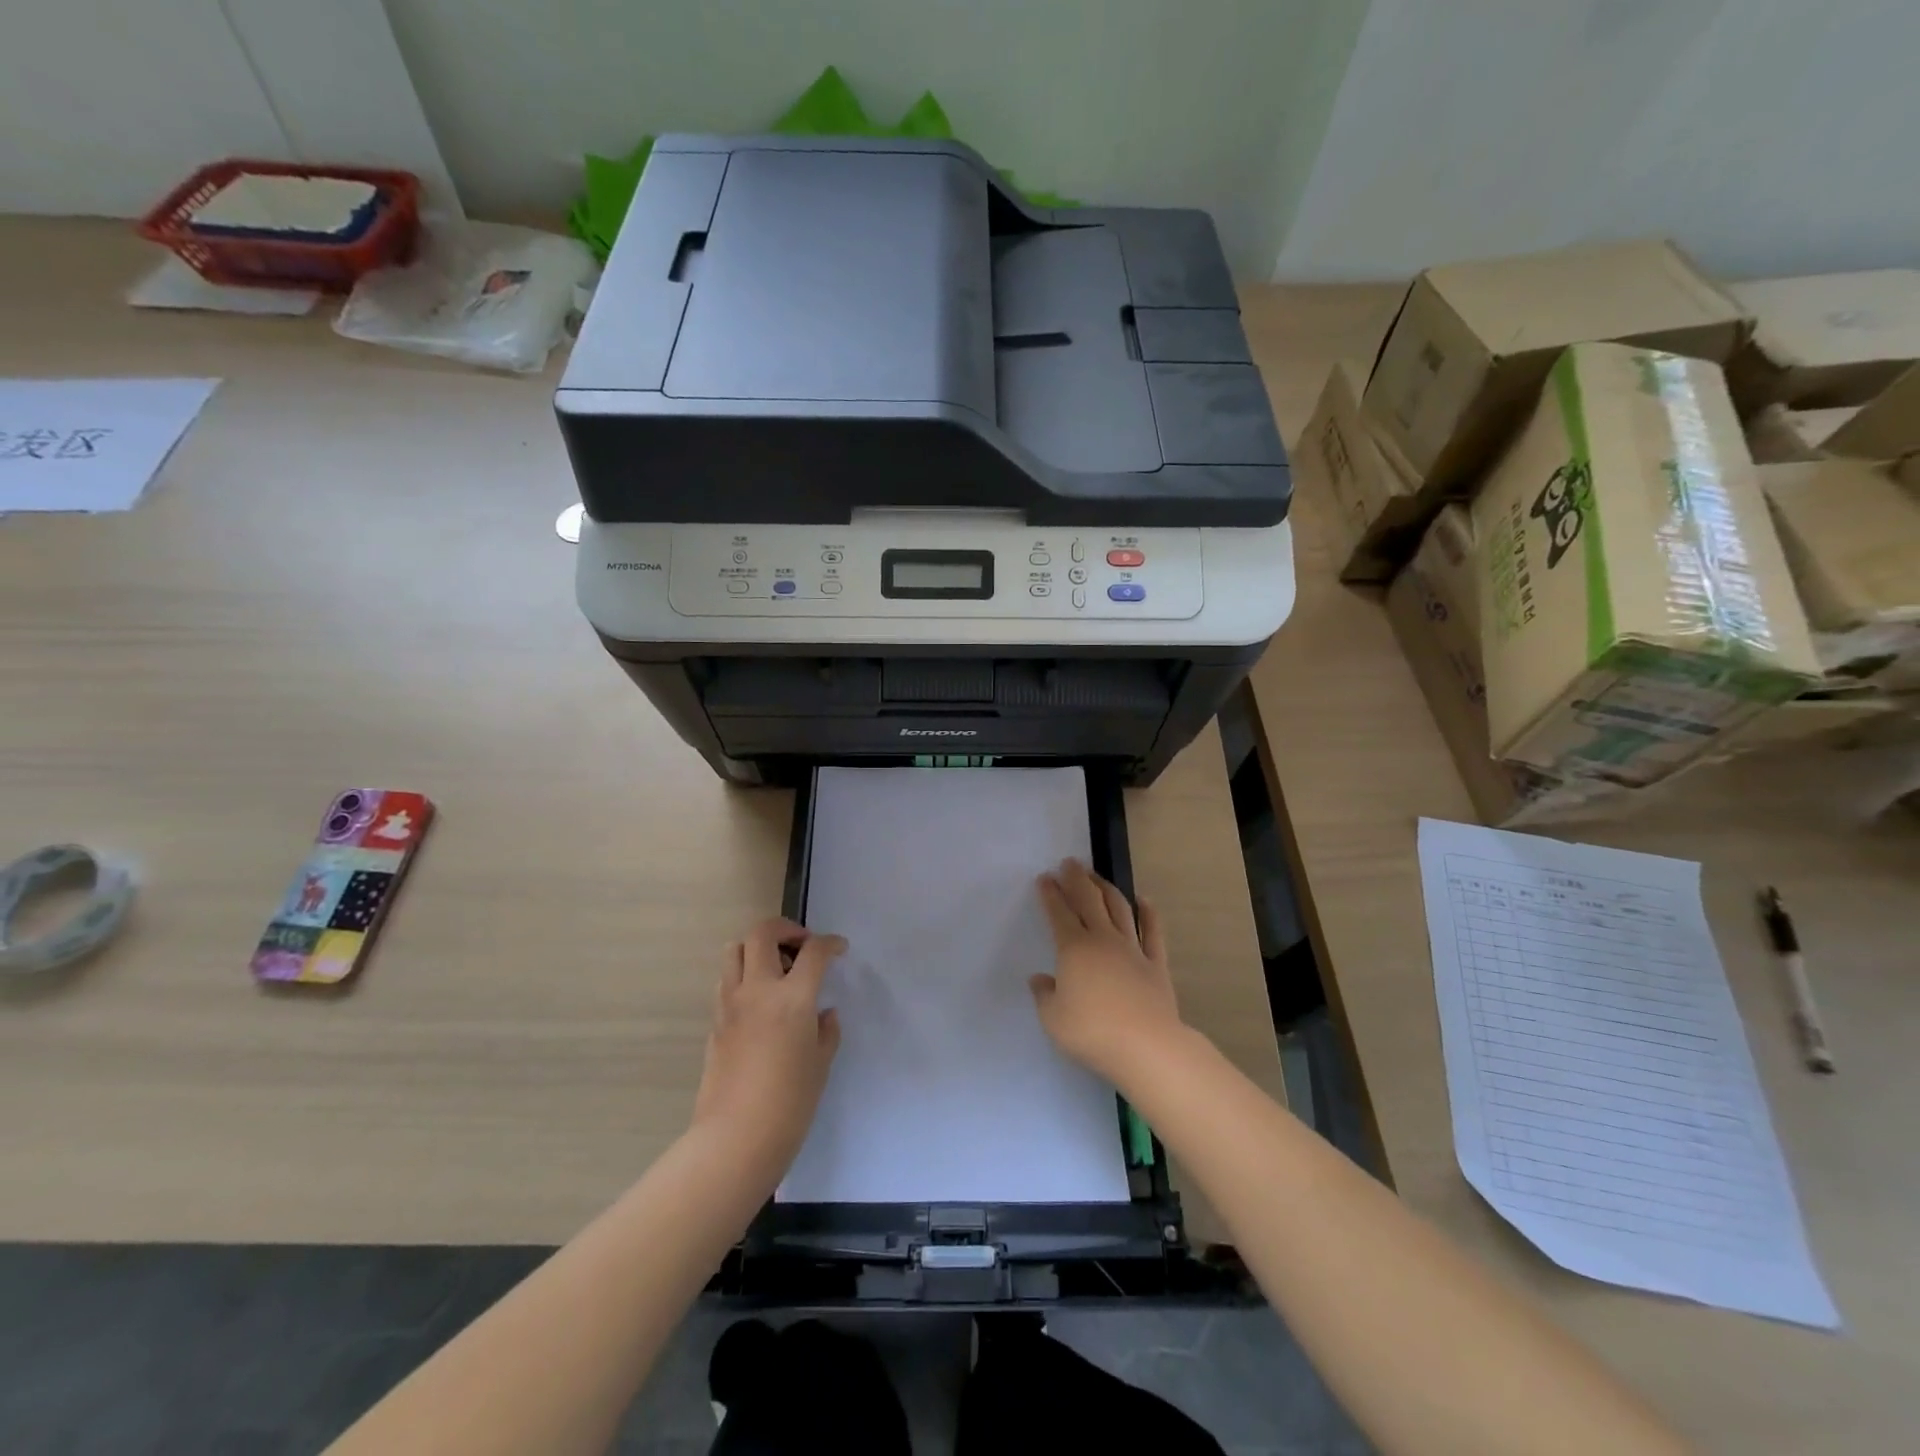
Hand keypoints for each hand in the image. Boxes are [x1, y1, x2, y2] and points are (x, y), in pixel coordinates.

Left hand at [692, 918, 845, 1172]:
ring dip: (757, 948)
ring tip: (776, 969)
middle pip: (762, 933)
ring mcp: (730, 1004)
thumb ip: (825, 1030)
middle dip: (785, 929)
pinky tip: (759, 1001)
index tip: (839, 949)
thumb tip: (823, 1014)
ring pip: (734, 950)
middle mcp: (757, 990)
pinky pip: (726, 981)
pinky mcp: (714, 1022)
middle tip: (802, 945)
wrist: (735, 1139)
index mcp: (791, 999)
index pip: (813, 952)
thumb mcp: (820, 1064)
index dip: (830, 943)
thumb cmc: (790, 1104)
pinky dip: (743, 976)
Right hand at [1031, 859, 1184, 1086]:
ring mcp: (1133, 949)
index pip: (1059, 913)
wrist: (1146, 1045)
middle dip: (1077, 879)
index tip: (1044, 878)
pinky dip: (1149, 913)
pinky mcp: (1156, 963)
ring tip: (1097, 876)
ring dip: (1106, 888)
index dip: (1050, 894)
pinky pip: (1153, 932)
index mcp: (1074, 948)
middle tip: (1069, 863)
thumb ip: (1044, 995)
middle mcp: (1103, 939)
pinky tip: (1144, 900)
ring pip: (1119, 908)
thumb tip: (1040, 979)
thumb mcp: (1053, 1019)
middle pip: (1089, 900)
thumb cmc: (1092, 1031)